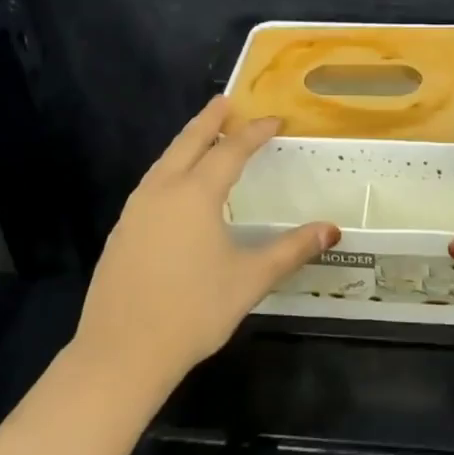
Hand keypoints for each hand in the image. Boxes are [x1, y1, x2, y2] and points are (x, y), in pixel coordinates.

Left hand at [73, 96, 339, 395]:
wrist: (121, 353)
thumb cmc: (194, 311)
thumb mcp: (250, 279)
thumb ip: (291, 250)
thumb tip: (332, 229)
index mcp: (195, 195)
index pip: (230, 151)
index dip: (254, 133)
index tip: (273, 119)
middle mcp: (162, 191)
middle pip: (188, 143)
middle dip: (209, 120)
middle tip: (225, 101)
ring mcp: (135, 211)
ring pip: (164, 162)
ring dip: (186, 143)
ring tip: (203, 136)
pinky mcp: (121, 231)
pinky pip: (151, 184)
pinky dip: (170, 169)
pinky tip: (176, 186)